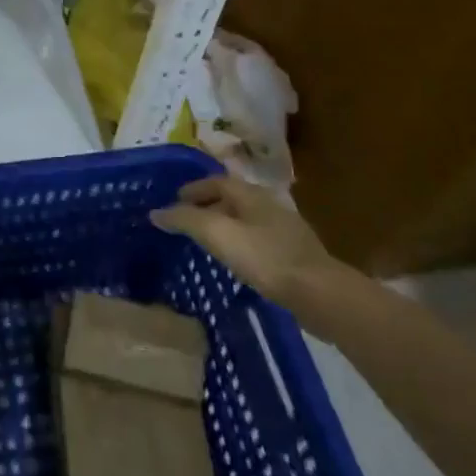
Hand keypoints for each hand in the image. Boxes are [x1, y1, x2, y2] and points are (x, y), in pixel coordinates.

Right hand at [150, 175, 346, 305]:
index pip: (216, 181)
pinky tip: (234, 263)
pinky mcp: (294, 256)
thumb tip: (156, 213)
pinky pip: (257, 242)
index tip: (173, 202)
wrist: (320, 294)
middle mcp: (268, 206)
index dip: (193, 189)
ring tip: (205, 243)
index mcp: (251, 194)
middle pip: (231, 200)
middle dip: (206, 207)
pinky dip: (239, 245)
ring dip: (223, 227)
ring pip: (245, 221)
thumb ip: (185, 220)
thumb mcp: (218, 234)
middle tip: (185, 223)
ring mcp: (285, 231)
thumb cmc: (265, 258)